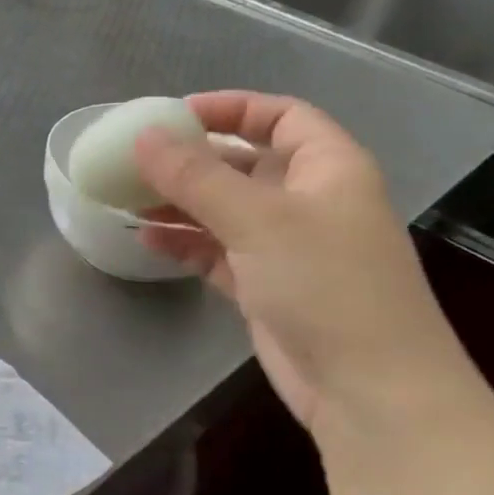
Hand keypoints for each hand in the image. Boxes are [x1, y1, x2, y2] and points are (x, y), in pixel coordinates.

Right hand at [134, 92, 471, 436]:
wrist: (366, 385)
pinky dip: (184, 244)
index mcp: (328, 167)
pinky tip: (146, 240)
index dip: (230, 109)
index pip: (280, 116)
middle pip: (244, 164)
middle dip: (192, 161)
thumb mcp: (258, 220)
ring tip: (127, 200)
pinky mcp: (263, 287)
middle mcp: (308, 201)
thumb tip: (143, 137)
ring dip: (180, 204)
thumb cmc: (325, 285)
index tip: (174, 115)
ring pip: (224, 211)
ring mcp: (285, 247)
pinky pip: (216, 252)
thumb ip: (196, 177)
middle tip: (136, 161)